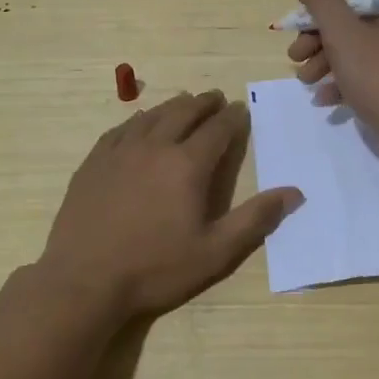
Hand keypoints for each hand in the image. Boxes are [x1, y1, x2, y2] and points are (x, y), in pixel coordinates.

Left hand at [35, 90, 302, 322]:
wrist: (83, 280)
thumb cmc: (155, 268)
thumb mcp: (215, 252)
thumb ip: (255, 219)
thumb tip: (294, 192)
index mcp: (187, 165)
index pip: (217, 129)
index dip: (232, 117)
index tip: (240, 109)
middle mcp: (155, 147)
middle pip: (184, 113)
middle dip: (204, 103)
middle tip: (215, 98)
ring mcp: (120, 151)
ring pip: (151, 116)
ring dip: (173, 106)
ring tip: (184, 103)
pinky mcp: (94, 162)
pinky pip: (121, 129)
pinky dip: (138, 120)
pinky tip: (139, 123)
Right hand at [286, 0, 378, 156]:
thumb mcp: (345, 36)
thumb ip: (323, 4)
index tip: (302, 7)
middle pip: (354, 10)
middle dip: (318, 32)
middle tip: (296, 53)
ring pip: (357, 41)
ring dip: (324, 57)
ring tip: (305, 79)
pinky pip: (368, 66)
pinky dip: (344, 76)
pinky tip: (324, 97)